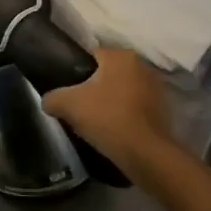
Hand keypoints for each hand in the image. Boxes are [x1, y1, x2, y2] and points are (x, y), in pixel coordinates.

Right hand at [41, 48, 172, 177]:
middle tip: (79, 105)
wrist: (145, 154)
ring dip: (111, 100)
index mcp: (120, 56)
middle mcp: (142, 65)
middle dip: (94, 86)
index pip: (91, 55)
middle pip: (108, 73)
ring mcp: (156, 87)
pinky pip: (135, 106)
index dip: (76, 72)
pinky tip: (114, 129)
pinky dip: (125, 114)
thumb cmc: (107, 118)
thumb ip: (53, 97)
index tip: (68, 89)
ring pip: (123, 89)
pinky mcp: (163, 109)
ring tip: (96, 120)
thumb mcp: (69, 105)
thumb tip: (47, 101)